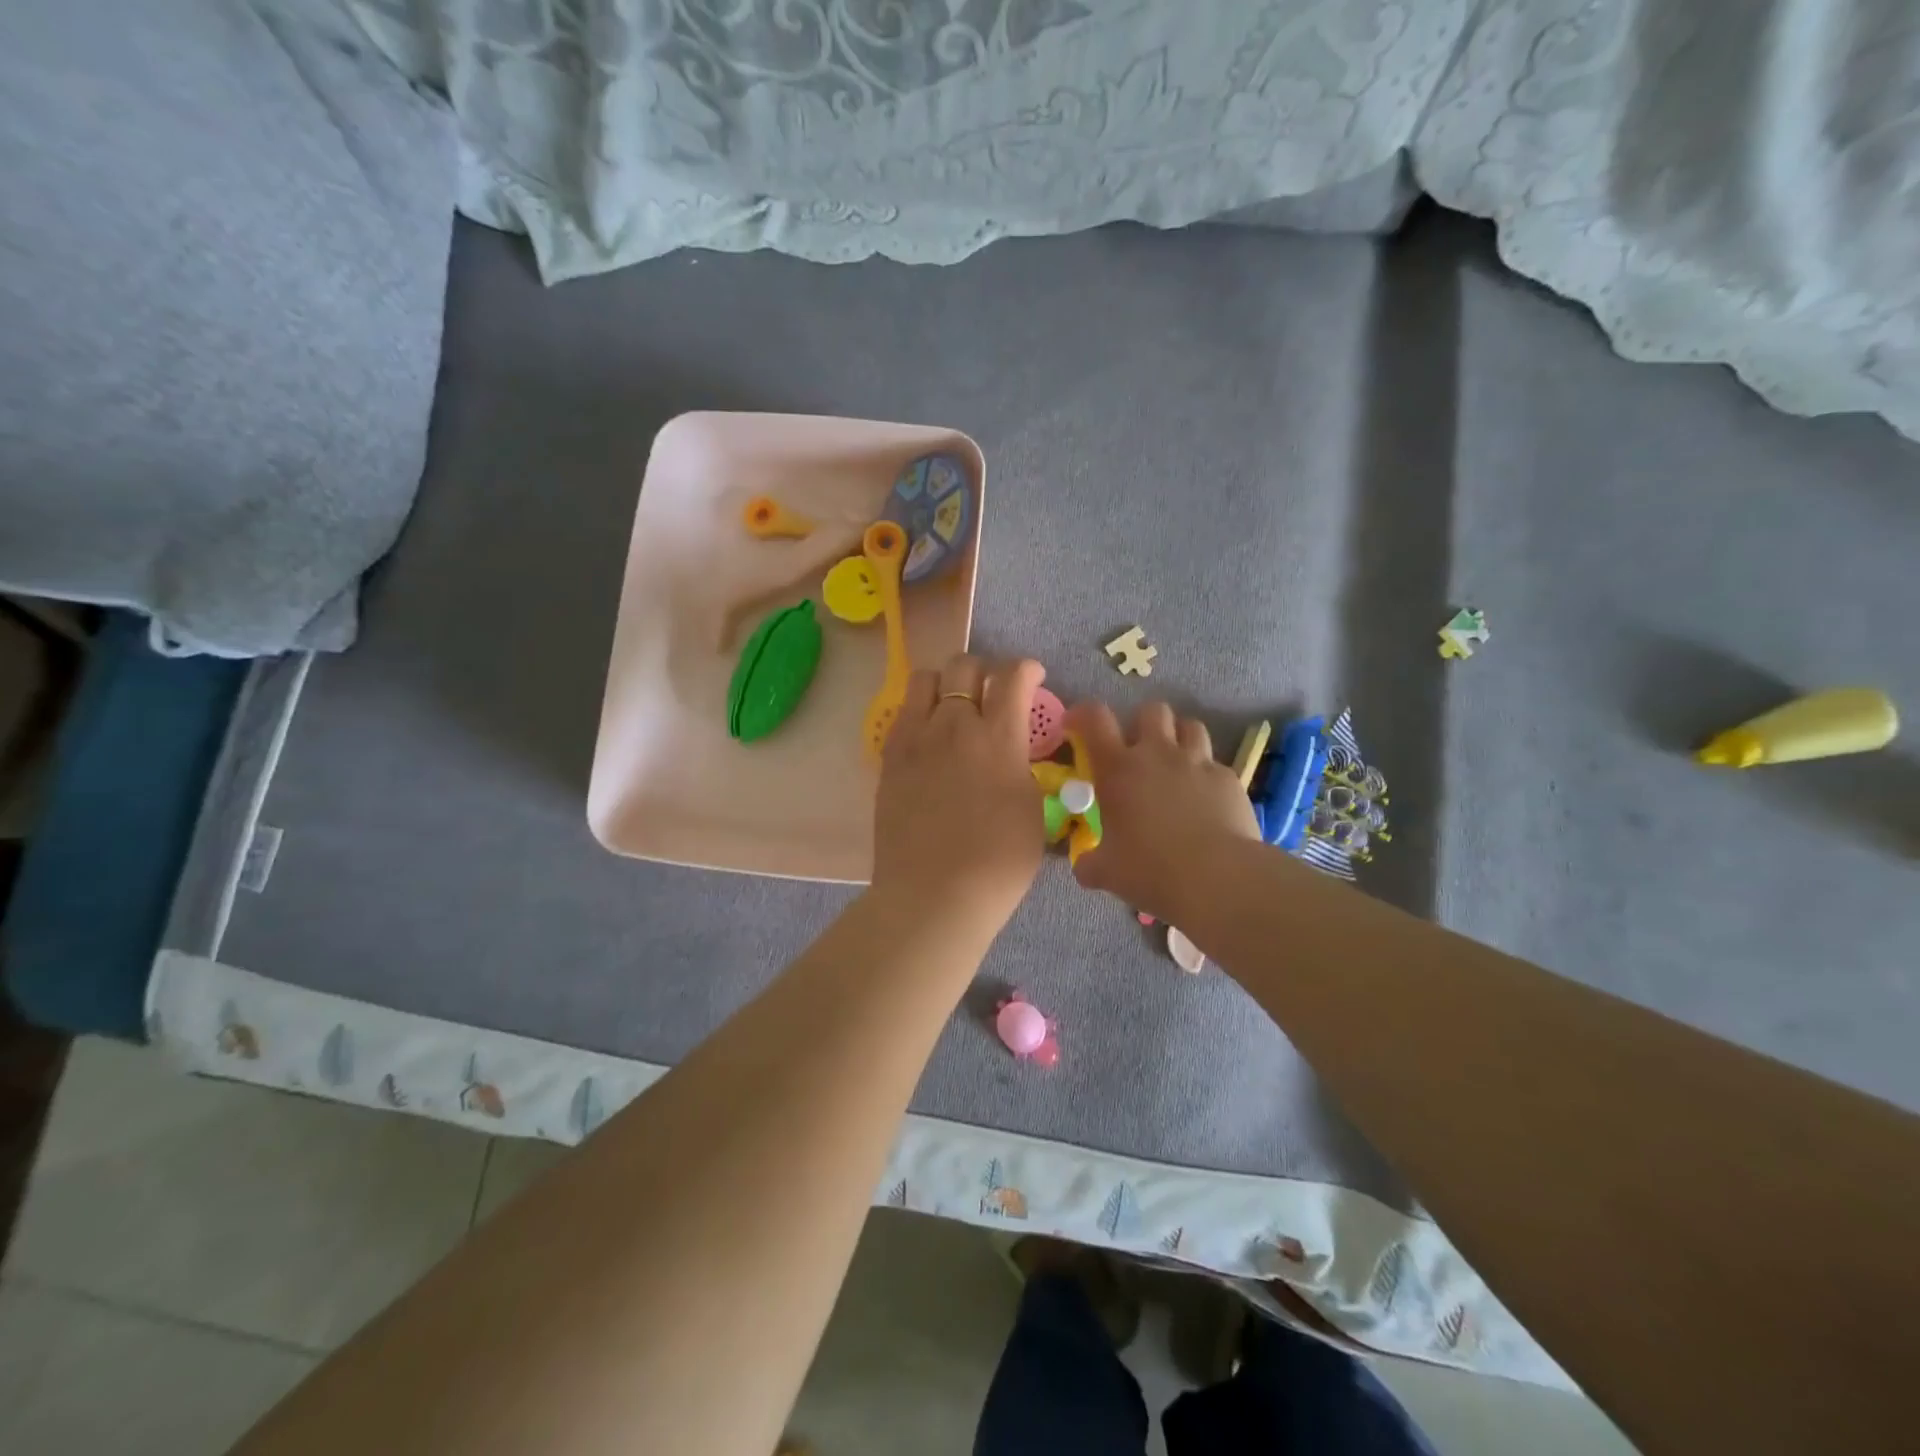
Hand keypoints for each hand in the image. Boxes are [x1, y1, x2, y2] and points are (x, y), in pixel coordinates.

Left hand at [872, 654, 1048, 935]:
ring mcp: (916, 738)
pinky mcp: (890, 757)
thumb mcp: (1032, 810)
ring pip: (925, 679)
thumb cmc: (999, 862)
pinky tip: (930, 737)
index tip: (1033, 677)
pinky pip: (903, 713)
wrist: (935, 894)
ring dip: (946, 682)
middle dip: (985, 670)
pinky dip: (920, 711)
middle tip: (993, 693)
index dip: (1027, 669)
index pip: (1012, 676)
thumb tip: (1012, 751)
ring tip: (954, 706)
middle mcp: (954, 725)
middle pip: (964, 666)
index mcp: (998, 737)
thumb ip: (1021, 766)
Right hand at [1067, 700, 1259, 923]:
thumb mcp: (1106, 872)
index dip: (1083, 713)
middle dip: (1142, 723)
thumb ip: (1089, 863)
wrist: (1218, 878)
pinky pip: (1215, 764)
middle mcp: (1158, 754)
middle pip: (1151, 710)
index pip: (1095, 718)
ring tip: (1175, 763)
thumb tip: (1083, 866)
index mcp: (1118, 769)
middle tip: (1137, 750)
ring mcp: (1197, 763)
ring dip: (1179, 738)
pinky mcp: (1229, 779)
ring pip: (1190, 726)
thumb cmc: (1150, 869)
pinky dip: (1206, 775)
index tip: (1076, 724)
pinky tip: (1205, 800)